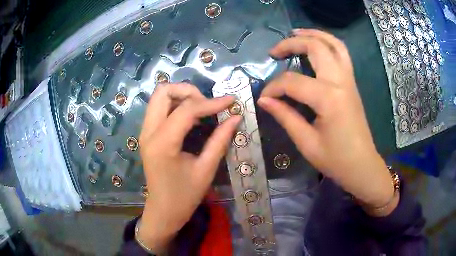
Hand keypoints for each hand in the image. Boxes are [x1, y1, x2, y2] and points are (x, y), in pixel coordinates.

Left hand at [137, 83, 240, 251]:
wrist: (163, 211)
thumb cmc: (185, 196)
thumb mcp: (206, 169)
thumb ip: (220, 140)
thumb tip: (236, 117)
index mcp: (162, 143)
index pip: (187, 109)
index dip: (211, 102)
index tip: (231, 101)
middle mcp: (148, 132)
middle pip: (163, 91)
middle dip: (188, 91)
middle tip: (208, 103)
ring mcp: (145, 132)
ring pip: (159, 97)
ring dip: (181, 97)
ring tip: (202, 109)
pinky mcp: (147, 135)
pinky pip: (159, 109)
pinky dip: (176, 106)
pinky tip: (192, 118)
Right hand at [258, 29, 396, 215]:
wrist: (362, 166)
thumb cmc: (336, 160)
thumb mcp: (306, 143)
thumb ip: (285, 116)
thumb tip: (264, 100)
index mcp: (329, 99)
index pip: (292, 82)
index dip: (273, 88)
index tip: (264, 98)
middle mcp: (341, 82)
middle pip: (315, 48)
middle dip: (291, 44)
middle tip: (274, 51)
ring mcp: (349, 80)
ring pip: (333, 44)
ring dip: (314, 34)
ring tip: (295, 33)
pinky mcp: (352, 83)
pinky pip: (342, 54)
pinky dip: (327, 43)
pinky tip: (316, 45)